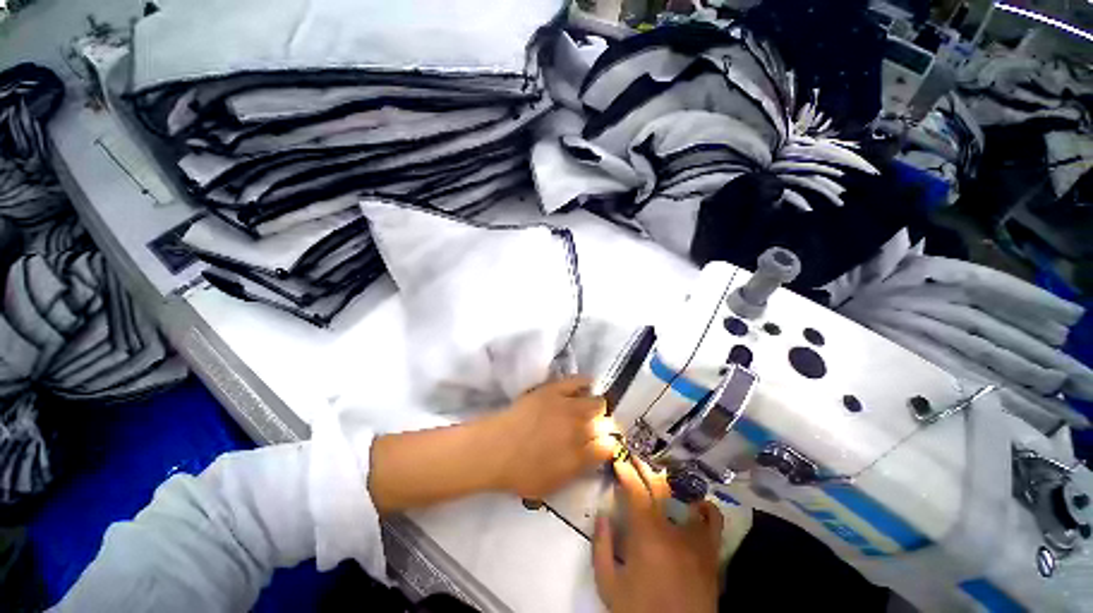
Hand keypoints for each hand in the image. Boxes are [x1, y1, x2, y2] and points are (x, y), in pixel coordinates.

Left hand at [484, 376, 617, 498]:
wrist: (495, 449)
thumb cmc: (521, 473)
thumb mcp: (554, 485)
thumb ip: (579, 471)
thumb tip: (596, 457)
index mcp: (580, 455)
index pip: (609, 447)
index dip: (610, 446)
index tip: (604, 445)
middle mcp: (579, 429)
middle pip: (607, 422)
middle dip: (605, 426)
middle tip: (594, 428)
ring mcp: (567, 407)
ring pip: (597, 401)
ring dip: (597, 407)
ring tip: (589, 409)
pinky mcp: (554, 390)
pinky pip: (578, 380)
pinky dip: (586, 382)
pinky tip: (587, 385)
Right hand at [593, 457, 722, 612]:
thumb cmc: (640, 611)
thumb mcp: (609, 584)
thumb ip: (602, 546)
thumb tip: (602, 513)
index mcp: (646, 534)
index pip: (635, 490)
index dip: (626, 471)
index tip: (618, 460)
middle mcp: (673, 529)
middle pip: (658, 487)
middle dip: (643, 468)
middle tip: (634, 458)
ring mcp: (695, 538)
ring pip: (684, 497)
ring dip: (669, 482)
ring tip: (659, 475)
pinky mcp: (711, 551)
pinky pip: (713, 519)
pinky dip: (704, 506)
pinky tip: (694, 503)